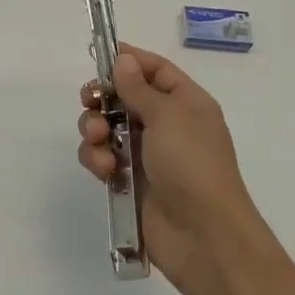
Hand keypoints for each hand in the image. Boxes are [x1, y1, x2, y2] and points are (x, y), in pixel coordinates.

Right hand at [78, 44, 262, 294]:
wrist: (204, 237)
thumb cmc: (192, 165)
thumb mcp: (168, 116)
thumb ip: (138, 88)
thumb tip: (123, 59)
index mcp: (186, 103)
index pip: (156, 70)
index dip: (129, 61)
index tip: (99, 57)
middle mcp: (167, 124)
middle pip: (125, 97)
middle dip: (103, 98)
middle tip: (89, 101)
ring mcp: (147, 154)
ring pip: (108, 127)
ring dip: (95, 129)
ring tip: (98, 140)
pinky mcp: (129, 182)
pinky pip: (103, 158)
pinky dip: (97, 158)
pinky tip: (104, 168)